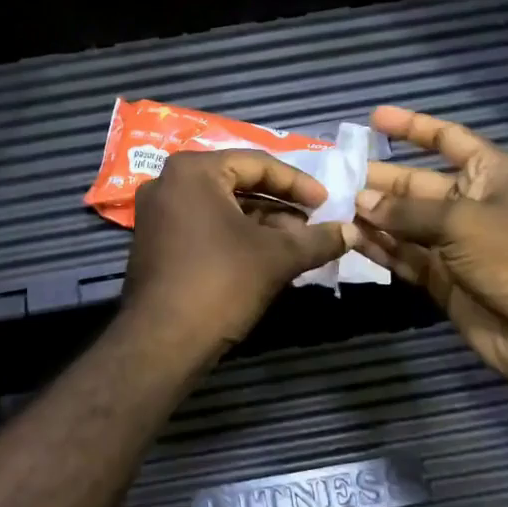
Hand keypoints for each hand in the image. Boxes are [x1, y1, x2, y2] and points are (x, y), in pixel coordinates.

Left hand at [119, 149, 349, 370]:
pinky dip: (236, 236)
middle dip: (280, 205)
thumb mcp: (277, 256)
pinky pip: (204, 226)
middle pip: (238, 183)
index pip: (257, 164)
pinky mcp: (155, 242)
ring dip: (262, 223)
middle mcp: (168, 182)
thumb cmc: (221, 283)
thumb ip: (317, 239)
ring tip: (299, 243)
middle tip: (314, 221)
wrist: (163, 342)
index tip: (327, 203)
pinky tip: (267, 255)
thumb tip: (352, 231)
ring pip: (222, 207)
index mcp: (193, 170)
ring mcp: (157, 213)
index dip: (298, 183)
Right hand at [351, 106, 507, 400]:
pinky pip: (405, 256)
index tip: (374, 117)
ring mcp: (455, 244)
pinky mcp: (444, 279)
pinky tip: (349, 240)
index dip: (412, 127)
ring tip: (330, 207)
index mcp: (489, 174)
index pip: (447, 139)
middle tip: (333, 176)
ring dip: (372, 216)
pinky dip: (380, 248)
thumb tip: (361, 202)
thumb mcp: (461, 222)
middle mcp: (470, 204)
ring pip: (405, 222)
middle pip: (416, 183)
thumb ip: (407, 212)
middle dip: (379, 179)